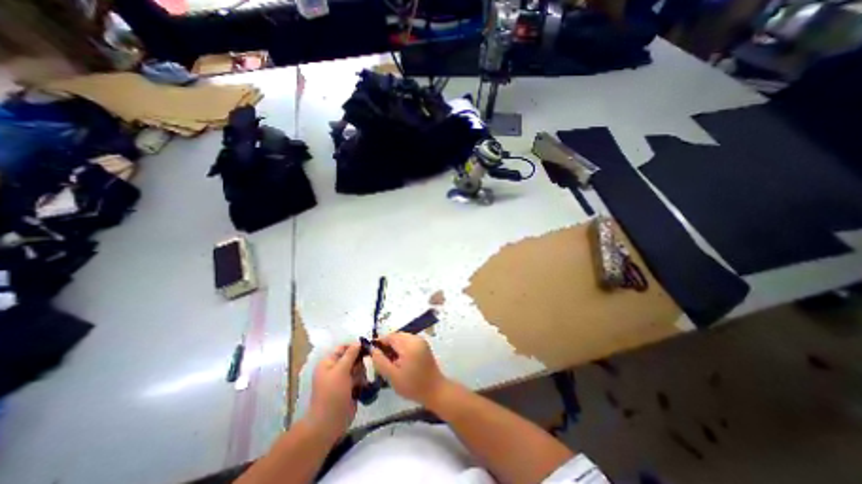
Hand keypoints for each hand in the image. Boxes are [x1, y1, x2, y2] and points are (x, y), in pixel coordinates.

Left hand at [306, 341, 360, 439]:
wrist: (329, 423)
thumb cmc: (332, 393)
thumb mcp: (341, 370)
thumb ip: (351, 354)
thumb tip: (358, 341)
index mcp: (328, 362)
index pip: (342, 348)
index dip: (354, 346)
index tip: (367, 346)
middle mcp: (335, 369)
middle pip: (352, 357)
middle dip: (359, 360)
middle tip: (365, 365)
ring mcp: (343, 379)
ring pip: (358, 368)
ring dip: (362, 371)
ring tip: (363, 378)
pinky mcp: (350, 388)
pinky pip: (360, 378)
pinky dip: (363, 380)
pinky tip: (365, 384)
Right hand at [368, 332, 446, 404]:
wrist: (435, 390)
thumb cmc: (413, 386)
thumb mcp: (392, 376)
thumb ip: (380, 361)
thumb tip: (372, 349)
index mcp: (409, 345)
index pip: (390, 337)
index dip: (380, 342)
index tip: (372, 352)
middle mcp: (416, 338)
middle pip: (397, 336)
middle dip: (387, 345)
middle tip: (381, 359)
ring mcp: (421, 341)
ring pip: (402, 338)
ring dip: (395, 346)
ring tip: (390, 361)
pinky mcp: (424, 345)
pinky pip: (409, 341)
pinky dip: (402, 347)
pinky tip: (400, 360)